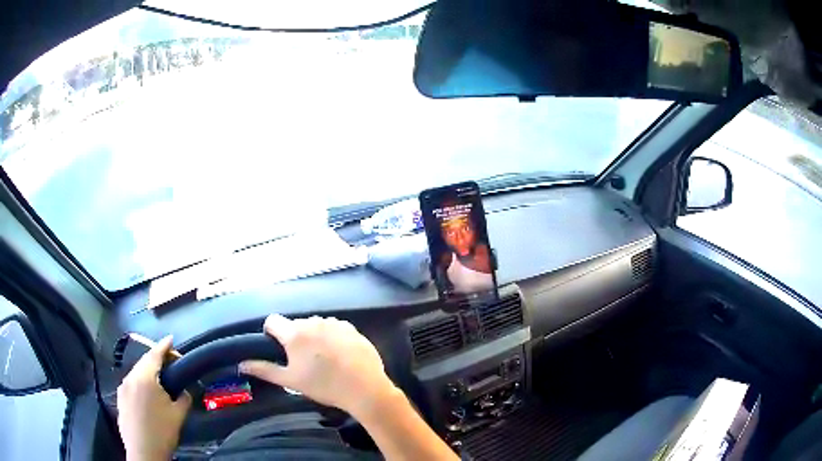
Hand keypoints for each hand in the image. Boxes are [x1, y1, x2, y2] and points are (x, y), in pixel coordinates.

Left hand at [117, 336, 191, 460]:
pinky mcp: (120, 398)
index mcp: (144, 378)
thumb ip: (183, 398)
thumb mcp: (179, 415)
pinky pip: (131, 384)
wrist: (144, 452)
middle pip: (144, 362)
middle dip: (156, 359)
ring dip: (148, 371)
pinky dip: (140, 382)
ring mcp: (122, 388)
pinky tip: (148, 395)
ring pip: (136, 373)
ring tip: (160, 379)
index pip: (154, 355)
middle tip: (170, 362)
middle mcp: (130, 378)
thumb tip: (184, 391)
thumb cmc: (162, 432)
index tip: (171, 339)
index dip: (164, 346)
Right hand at [239, 315, 397, 417]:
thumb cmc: (324, 386)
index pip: (273, 320)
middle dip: (295, 338)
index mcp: (295, 333)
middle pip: (296, 324)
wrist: (364, 388)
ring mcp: (335, 323)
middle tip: (302, 360)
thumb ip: (264, 370)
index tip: (276, 346)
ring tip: (323, 360)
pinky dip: (333, 338)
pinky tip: (340, 356)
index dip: (271, 332)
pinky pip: (335, 329)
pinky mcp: (352, 329)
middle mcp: (314, 322)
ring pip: (316, 326)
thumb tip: (242, 364)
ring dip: (314, 337)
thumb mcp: (291, 381)